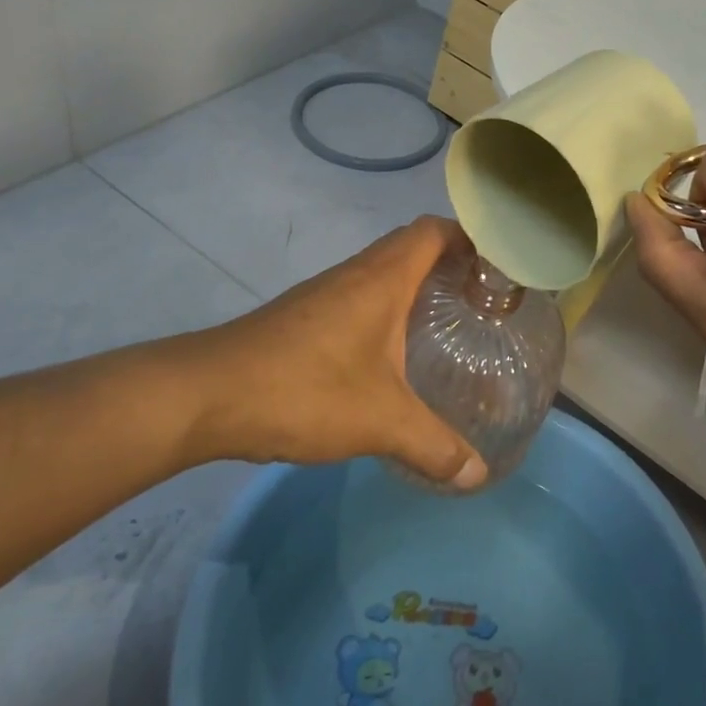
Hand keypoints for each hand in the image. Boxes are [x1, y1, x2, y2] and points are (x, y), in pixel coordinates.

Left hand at [151, 217, 487, 488]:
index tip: (497, 267)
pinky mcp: (305, 315)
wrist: (207, 395)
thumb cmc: (304, 389)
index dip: (469, 238)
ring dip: (416, 285)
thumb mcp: (380, 422)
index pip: (433, 231)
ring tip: (446, 323)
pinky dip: (387, 307)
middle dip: (450, 263)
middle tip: (481, 300)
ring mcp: (327, 292)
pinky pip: (360, 294)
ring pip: (383, 270)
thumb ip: (433, 446)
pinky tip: (392, 352)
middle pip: (412, 245)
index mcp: (382, 278)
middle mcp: (357, 273)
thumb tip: (477, 475)